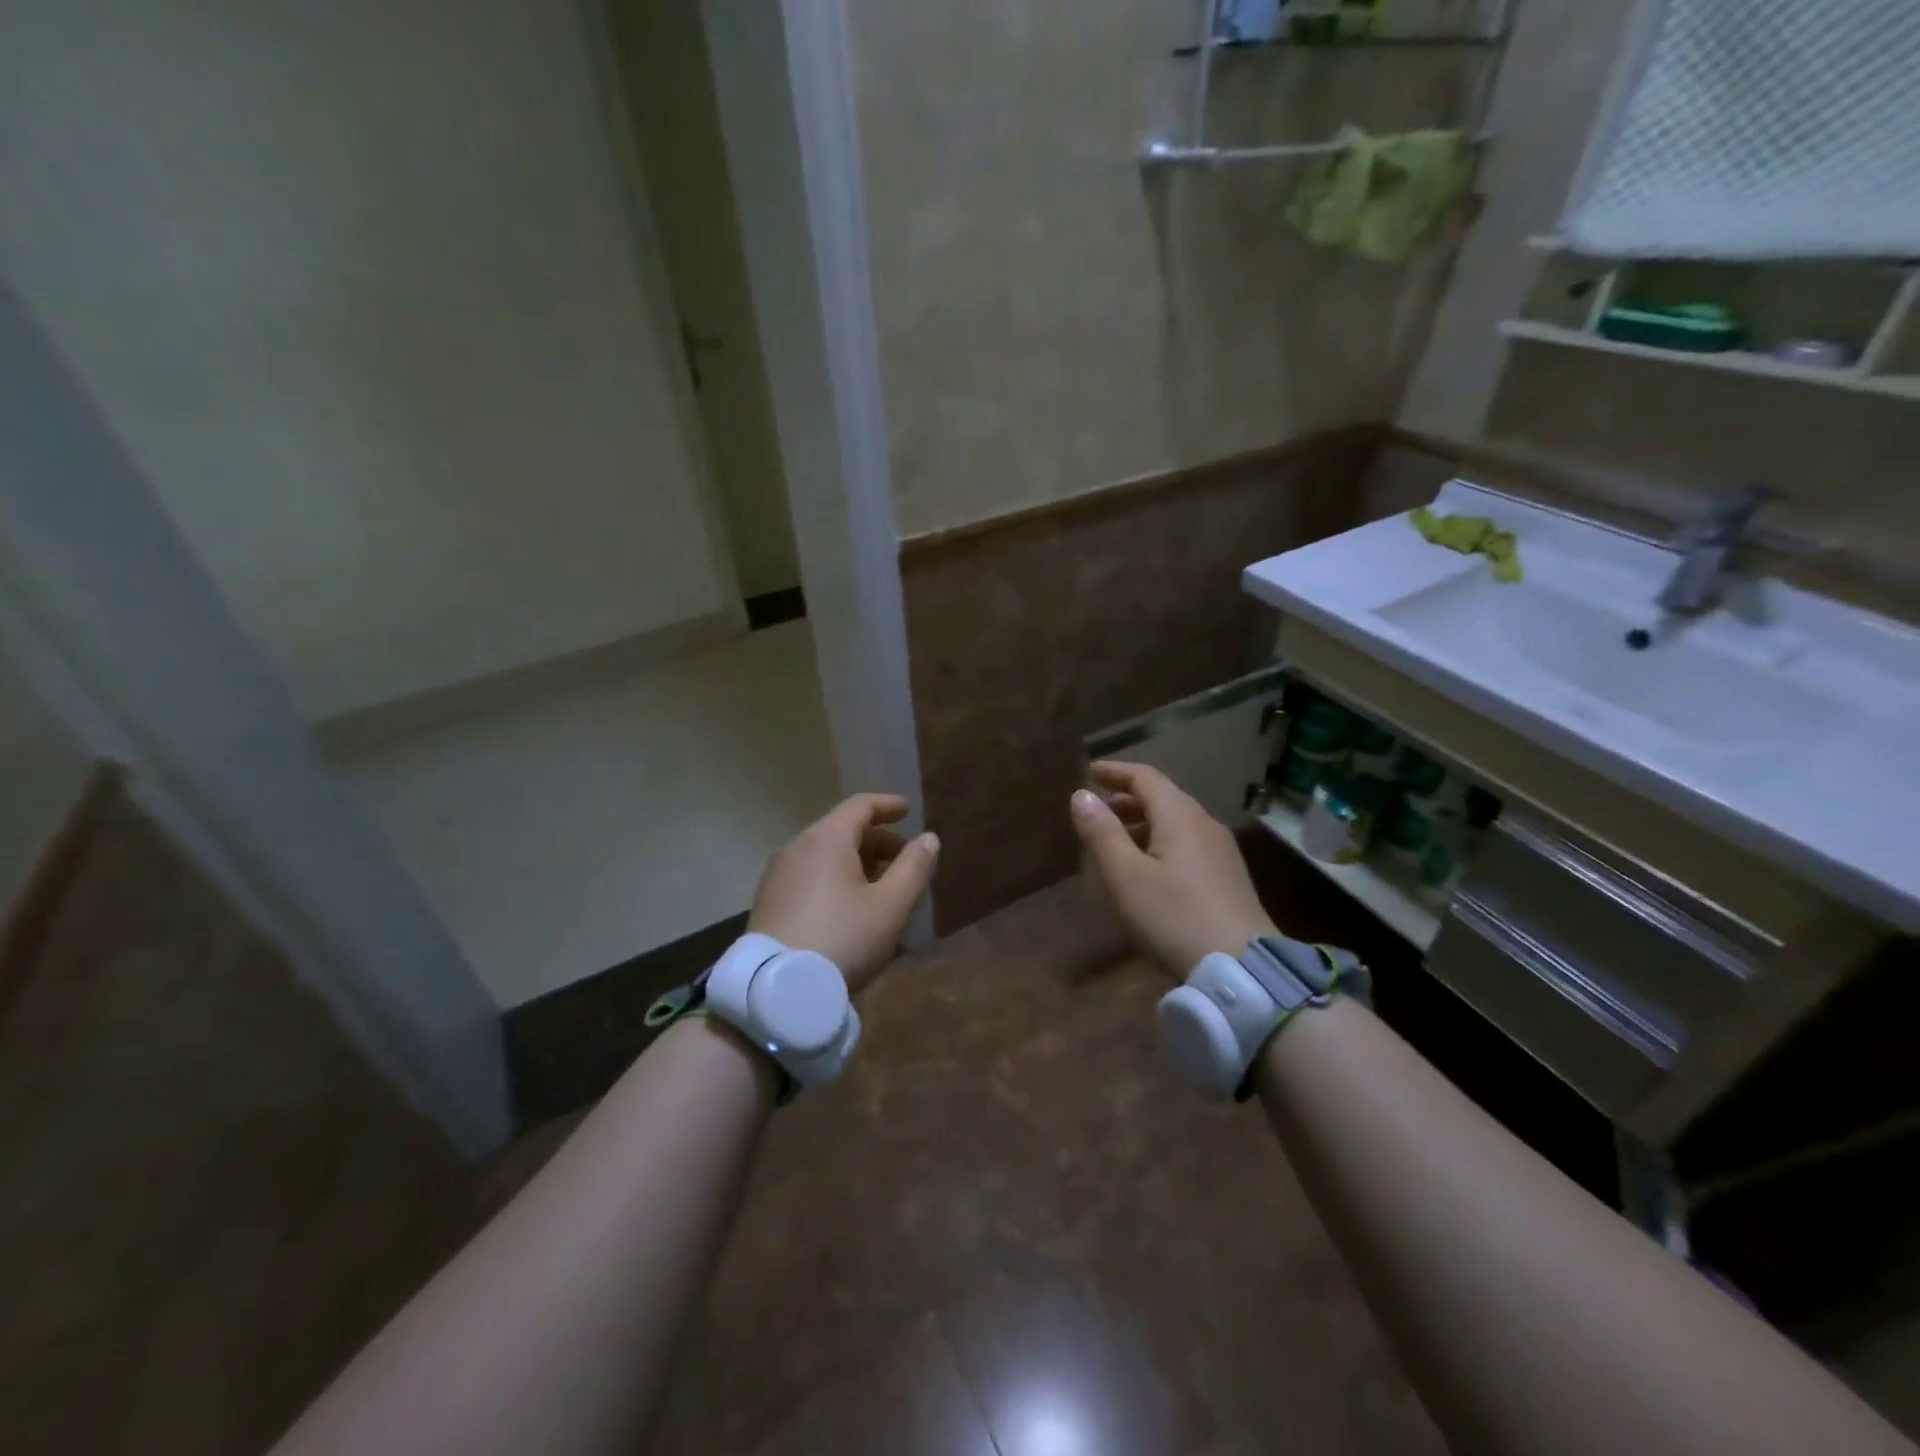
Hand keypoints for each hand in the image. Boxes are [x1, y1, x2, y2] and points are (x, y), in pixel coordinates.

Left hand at [748, 793, 938, 995]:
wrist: (779, 990)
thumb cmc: (844, 939)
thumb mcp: (890, 906)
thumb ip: (914, 868)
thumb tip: (928, 838)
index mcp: (826, 839)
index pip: (860, 806)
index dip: (888, 805)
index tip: (908, 811)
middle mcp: (796, 847)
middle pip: (842, 830)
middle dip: (877, 841)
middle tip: (904, 862)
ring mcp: (777, 875)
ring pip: (824, 854)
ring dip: (856, 862)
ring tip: (880, 889)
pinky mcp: (768, 902)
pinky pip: (808, 875)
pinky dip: (834, 878)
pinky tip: (848, 908)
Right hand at [1069, 760, 1276, 978]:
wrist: (1242, 970)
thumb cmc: (1174, 917)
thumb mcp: (1126, 876)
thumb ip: (1101, 833)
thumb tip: (1081, 795)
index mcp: (1180, 816)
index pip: (1145, 777)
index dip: (1114, 771)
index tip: (1088, 772)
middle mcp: (1205, 823)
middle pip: (1162, 798)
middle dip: (1126, 800)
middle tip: (1096, 813)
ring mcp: (1222, 851)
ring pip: (1175, 822)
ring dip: (1142, 823)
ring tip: (1115, 843)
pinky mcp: (1229, 877)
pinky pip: (1187, 843)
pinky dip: (1160, 842)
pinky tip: (1148, 869)